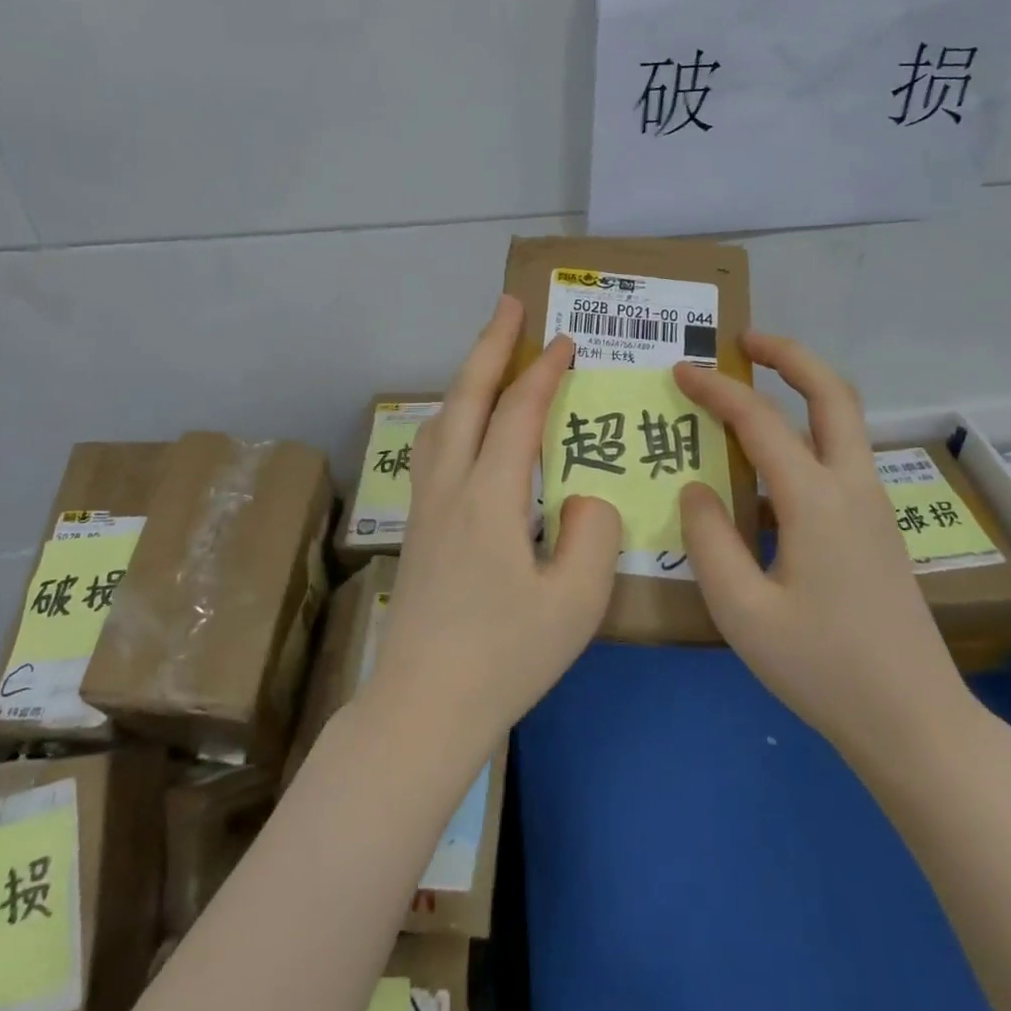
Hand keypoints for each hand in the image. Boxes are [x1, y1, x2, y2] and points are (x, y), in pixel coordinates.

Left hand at [365, 296, 623, 755]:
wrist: (424, 706)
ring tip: (488, 355)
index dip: (542, 371)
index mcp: (489, 497)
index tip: (565, 341)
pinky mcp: (417, 527)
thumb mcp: (576, 602)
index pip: (518, 413)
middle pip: (465, 398)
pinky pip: (432, 446)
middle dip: (490, 346)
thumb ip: (593, 534)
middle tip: (509, 304)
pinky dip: (452, 413)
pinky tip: (463, 425)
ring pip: (441, 419)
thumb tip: (586, 497)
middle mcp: (450, 487)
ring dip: (466, 377)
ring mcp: (425, 505)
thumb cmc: (505, 657)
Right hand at [674, 333, 974, 767]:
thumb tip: (696, 488)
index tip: (680, 371)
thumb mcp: (742, 612)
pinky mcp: (878, 528)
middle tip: (744, 341)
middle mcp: (853, 487)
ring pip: (845, 420)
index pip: (759, 421)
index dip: (717, 390)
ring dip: (804, 388)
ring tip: (756, 385)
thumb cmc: (823, 668)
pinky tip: (773, 465)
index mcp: (817, 500)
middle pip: (832, 393)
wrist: (915, 721)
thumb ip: (709, 540)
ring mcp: (874, 506)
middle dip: (788, 355)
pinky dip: (809, 430)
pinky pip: (841, 456)